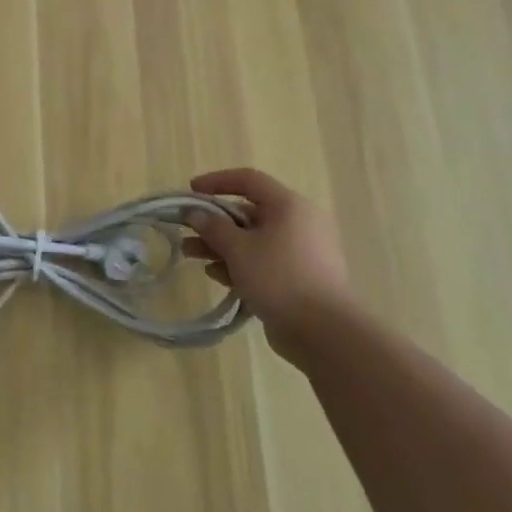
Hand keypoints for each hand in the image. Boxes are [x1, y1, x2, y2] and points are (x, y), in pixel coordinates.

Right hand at [184, 168, 348, 353]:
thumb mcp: (238, 249)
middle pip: (249, 212)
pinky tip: (217, 276)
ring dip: (221, 245)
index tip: (191, 190)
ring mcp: (300, 251)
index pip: (249, 180)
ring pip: (254, 239)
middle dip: (214, 221)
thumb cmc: (279, 277)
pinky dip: (240, 264)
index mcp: (288, 205)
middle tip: (187, 230)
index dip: (217, 181)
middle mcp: (298, 222)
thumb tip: (196, 214)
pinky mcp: (299, 277)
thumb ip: (213, 227)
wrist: (324, 331)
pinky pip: (264, 261)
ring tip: (192, 255)